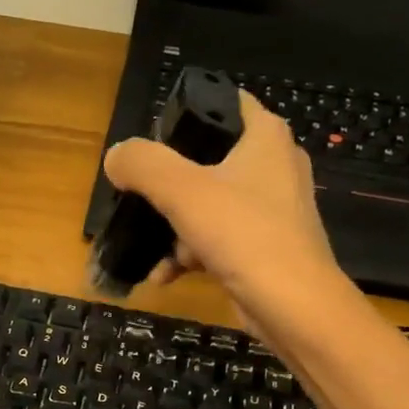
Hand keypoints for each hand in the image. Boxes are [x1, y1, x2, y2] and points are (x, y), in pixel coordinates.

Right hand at [101, 91, 350, 338]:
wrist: (292, 305)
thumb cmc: (243, 234)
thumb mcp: (182, 191)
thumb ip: (143, 165)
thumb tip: (116, 157)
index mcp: (265, 137)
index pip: (224, 103)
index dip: (187, 114)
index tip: (152, 138)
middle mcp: (274, 166)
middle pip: (209, 161)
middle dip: (170, 185)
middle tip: (143, 198)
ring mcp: (272, 210)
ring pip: (209, 206)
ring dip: (175, 229)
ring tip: (155, 251)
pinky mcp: (265, 248)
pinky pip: (218, 240)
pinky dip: (191, 255)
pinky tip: (165, 276)